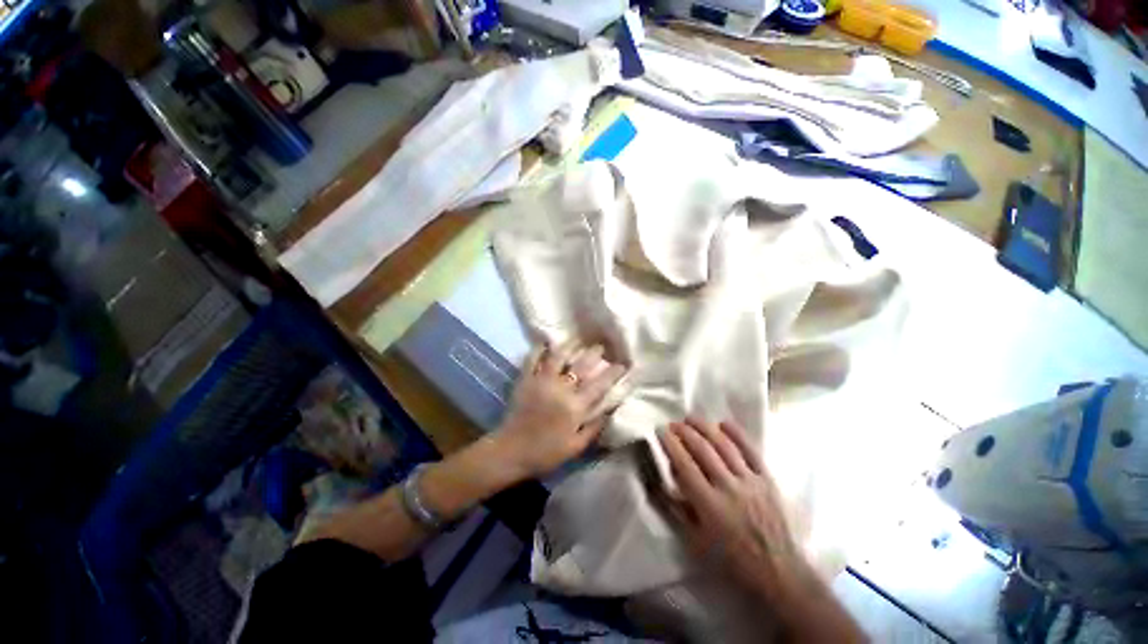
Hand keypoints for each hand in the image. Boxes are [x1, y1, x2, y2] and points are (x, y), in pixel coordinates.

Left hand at [494, 341, 626, 477]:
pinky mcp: (525, 380)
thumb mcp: (576, 447)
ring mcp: (542, 381)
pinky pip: (532, 359)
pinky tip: (545, 342)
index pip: (599, 385)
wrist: (511, 452)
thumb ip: (595, 427)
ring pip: (558, 357)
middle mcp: (561, 389)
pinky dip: (539, 349)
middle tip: (601, 346)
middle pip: (581, 366)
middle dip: (594, 353)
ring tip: (577, 340)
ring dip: (569, 346)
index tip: (622, 364)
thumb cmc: (546, 453)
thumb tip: (611, 409)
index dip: (612, 373)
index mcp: (575, 406)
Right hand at [658, 418, 803, 596]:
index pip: (684, 465)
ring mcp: (750, 481)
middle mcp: (728, 487)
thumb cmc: (731, 559)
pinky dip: (736, 434)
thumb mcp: (695, 540)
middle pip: (702, 450)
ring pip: (724, 445)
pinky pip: (750, 450)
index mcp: (709, 504)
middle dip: (684, 432)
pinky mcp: (767, 479)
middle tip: (673, 423)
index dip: (670, 444)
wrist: (779, 572)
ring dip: (705, 427)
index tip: (661, 431)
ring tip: (691, 418)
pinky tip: (723, 423)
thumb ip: (675, 509)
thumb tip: (657, 482)